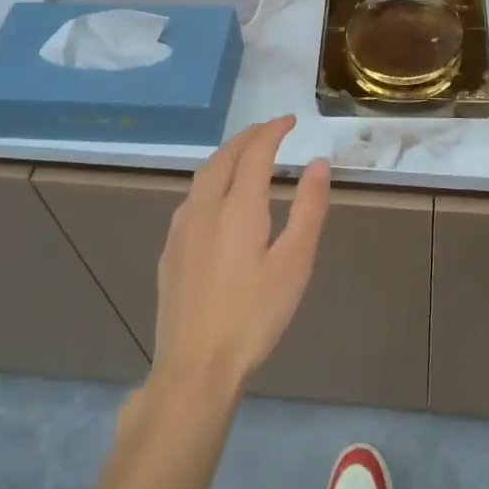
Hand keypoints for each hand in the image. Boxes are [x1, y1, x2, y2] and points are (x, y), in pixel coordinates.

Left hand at [151, 116, 329, 398]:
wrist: (195, 368)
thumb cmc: (254, 316)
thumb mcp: (294, 263)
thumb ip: (308, 208)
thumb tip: (318, 163)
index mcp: (238, 206)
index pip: (255, 152)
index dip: (273, 131)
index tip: (291, 120)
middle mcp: (204, 207)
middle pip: (224, 156)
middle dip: (248, 137)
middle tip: (271, 130)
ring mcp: (181, 229)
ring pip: (203, 175)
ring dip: (227, 156)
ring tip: (247, 155)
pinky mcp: (170, 250)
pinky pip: (192, 197)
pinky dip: (211, 180)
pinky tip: (218, 198)